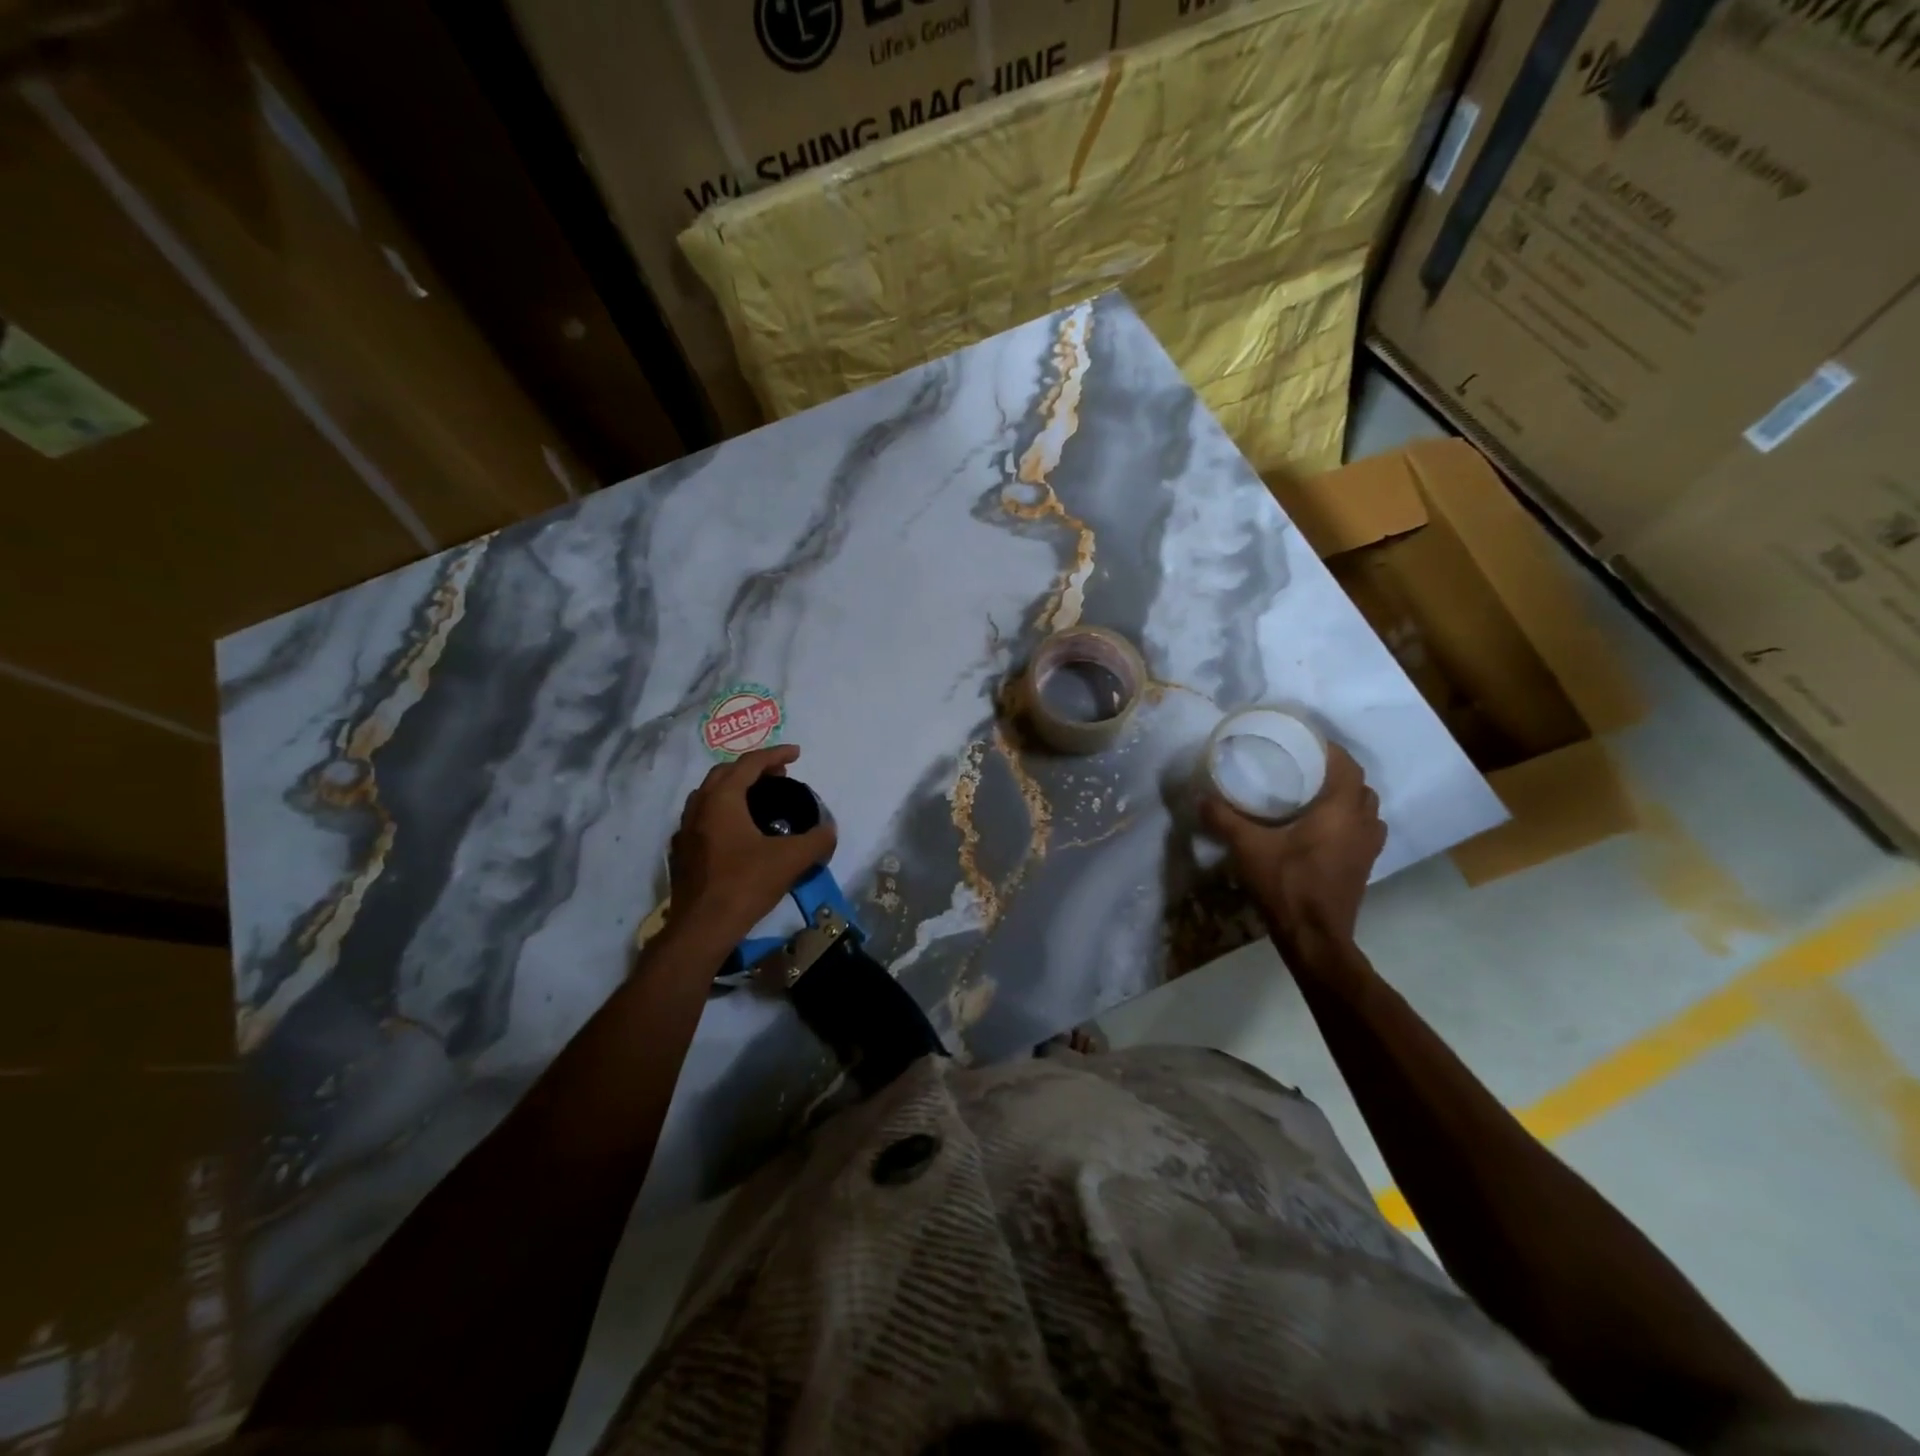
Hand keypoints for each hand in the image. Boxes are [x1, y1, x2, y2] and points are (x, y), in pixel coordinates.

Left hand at [668, 745, 837, 948]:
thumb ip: (816, 840)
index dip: (776, 754)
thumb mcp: (791, 860)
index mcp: (722, 800)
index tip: (797, 754)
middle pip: (725, 773)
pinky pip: (703, 819)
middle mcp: (698, 808)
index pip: (750, 763)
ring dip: (735, 789)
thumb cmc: (745, 884)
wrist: (702, 928)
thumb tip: (829, 831)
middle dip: (753, 769)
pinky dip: (722, 813)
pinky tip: (737, 832)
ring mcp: (685, 831)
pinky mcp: (681, 854)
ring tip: (759, 800)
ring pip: (709, 796)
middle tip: (779, 776)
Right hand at [1201, 744, 1384, 946]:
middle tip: (1305, 770)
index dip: (1330, 750)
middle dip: (1337, 774)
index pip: (1347, 766)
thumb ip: (1224, 819)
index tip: (1304, 743)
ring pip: (1366, 811)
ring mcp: (1368, 848)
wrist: (1314, 937)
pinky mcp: (1364, 867)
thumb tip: (1200, 797)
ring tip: (1315, 797)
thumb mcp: (1247, 848)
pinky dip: (1349, 823)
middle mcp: (1362, 824)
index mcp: (1340, 811)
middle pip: (1360, 787)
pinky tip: (1322, 830)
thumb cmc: (1286, 884)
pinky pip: (1364, 832)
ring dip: (1347, 800)